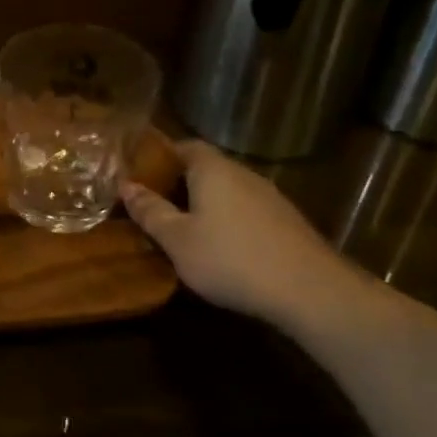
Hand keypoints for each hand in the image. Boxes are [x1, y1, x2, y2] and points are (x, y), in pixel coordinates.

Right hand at [121, 141, 373, 330]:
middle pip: (206, 167)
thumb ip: (151, 212)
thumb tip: (126, 186)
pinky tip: (222, 246)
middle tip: (155, 204)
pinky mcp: (286, 221)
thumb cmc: (231, 259)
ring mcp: (269, 197)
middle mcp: (243, 173)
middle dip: (180, 182)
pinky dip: (229, 219)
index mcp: (213, 169)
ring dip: (206, 203)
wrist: (309, 290)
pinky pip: (246, 210)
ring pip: (228, 190)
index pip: (184, 146)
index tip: (140, 174)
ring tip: (184, 228)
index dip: (161, 156)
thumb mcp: (178, 240)